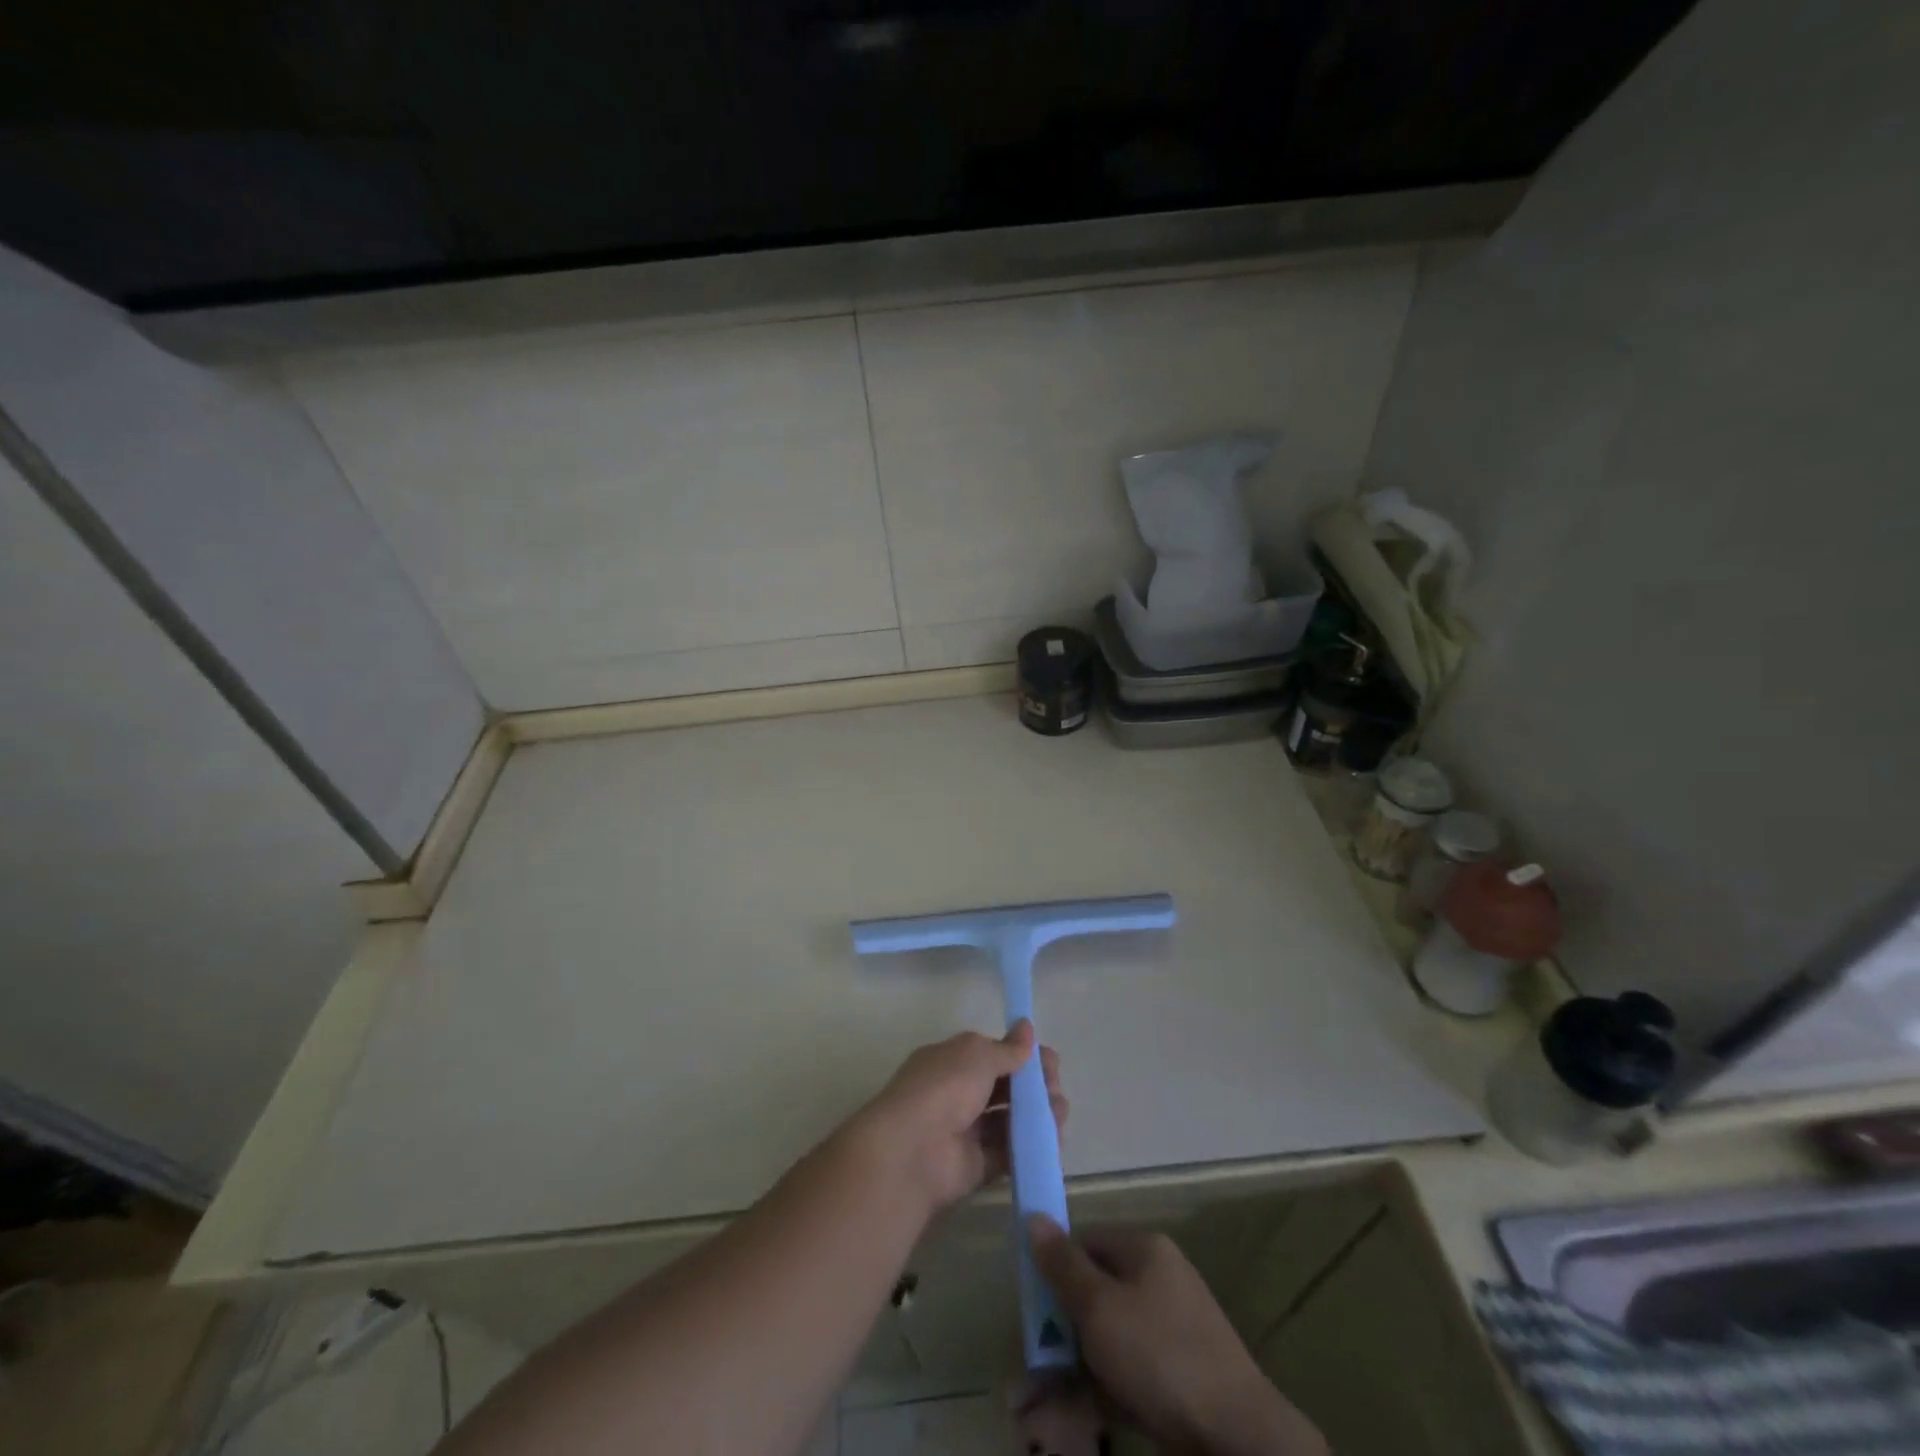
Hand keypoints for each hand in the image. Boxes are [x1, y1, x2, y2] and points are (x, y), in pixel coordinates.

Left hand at [849, 1022, 1067, 1212]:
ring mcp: (968, 1130)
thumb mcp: (977, 1055)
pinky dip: (1031, 1145)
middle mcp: (959, 1093)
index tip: (1050, 1061)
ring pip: (1010, 1119)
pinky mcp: (977, 1165)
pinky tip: (1053, 1139)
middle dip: (1034, 1085)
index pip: (994, 1054)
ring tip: (1059, 1113)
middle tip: (1056, 1089)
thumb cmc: (944, 1087)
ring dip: (1037, 1114)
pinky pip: (1009, 1152)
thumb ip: (1007, 1049)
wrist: (913, 1150)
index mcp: (953, 1061)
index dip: (1022, 1056)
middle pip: (1005, 1087)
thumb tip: (1027, 1027)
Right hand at [1026, 1218, 1326, 1455]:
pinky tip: (1082, 1419)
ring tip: (1045, 1407)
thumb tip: (1034, 1217)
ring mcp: (1173, 1329)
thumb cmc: (1159, 1356)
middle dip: (1063, 1331)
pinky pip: (1131, 1372)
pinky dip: (1105, 1391)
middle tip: (1036, 1369)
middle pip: (1097, 1292)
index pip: (1087, 1243)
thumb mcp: (1099, 1307)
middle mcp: (1160, 1279)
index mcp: (1145, 1250)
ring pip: (1110, 1339)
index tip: (1035, 1310)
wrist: (1238, 1437)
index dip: (1057, 1271)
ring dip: (1077, 1370)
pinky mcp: (1181, 1375)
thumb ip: (1062, 1265)